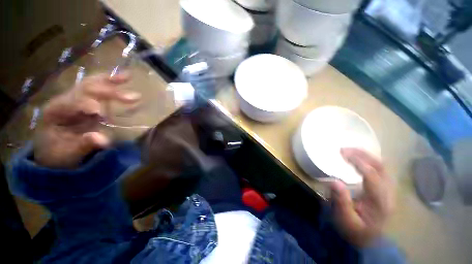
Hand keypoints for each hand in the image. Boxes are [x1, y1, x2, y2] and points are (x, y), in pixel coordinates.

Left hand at [33, 73, 139, 168]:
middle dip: (108, 91)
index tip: (101, 112)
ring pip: (92, 83)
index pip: (72, 102)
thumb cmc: (58, 153)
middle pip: (85, 89)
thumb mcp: (68, 153)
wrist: (54, 151)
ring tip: (128, 77)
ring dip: (111, 80)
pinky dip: (111, 83)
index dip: (86, 104)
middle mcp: (66, 100)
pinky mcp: (88, 102)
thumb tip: (104, 140)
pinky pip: (99, 89)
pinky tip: (123, 78)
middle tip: (132, 97)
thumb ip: (84, 145)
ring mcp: (77, 99)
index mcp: (55, 111)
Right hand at [330, 148, 394, 246]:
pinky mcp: (384, 190)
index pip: (373, 177)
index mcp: (380, 203)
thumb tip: (334, 181)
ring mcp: (388, 191)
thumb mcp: (345, 220)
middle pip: (382, 168)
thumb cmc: (354, 231)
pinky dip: (369, 161)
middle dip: (364, 155)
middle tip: (344, 149)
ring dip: (366, 156)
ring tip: (349, 151)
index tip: (342, 154)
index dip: (359, 163)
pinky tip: (358, 159)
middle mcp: (388, 195)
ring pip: (383, 167)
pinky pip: (380, 170)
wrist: (366, 240)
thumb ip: (341, 202)